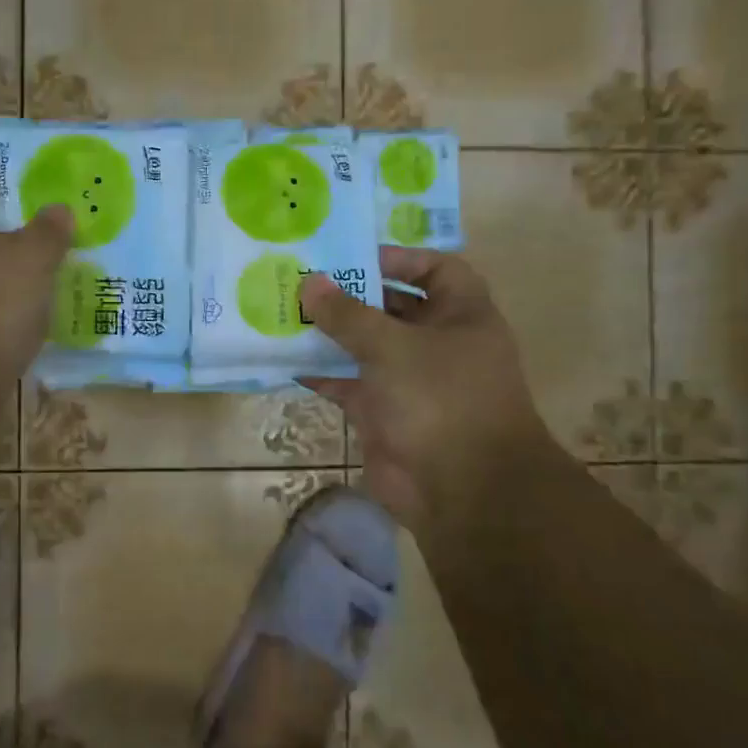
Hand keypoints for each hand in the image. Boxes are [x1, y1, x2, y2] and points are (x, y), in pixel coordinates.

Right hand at [299, 248, 553, 538]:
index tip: (353, 256)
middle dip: (351, 295)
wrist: (462, 491)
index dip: (399, 258)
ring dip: (330, 333)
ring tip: (285, 311)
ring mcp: (410, 380)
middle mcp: (438, 343)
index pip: (436, 269)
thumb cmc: (440, 398)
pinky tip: (285, 359)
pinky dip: (321, 373)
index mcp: (462, 315)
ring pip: (365, 346)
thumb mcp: (393, 346)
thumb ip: (348, 314)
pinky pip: (348, 383)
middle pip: (392, 307)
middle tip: (303, 279)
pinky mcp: (383, 412)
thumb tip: (310, 283)